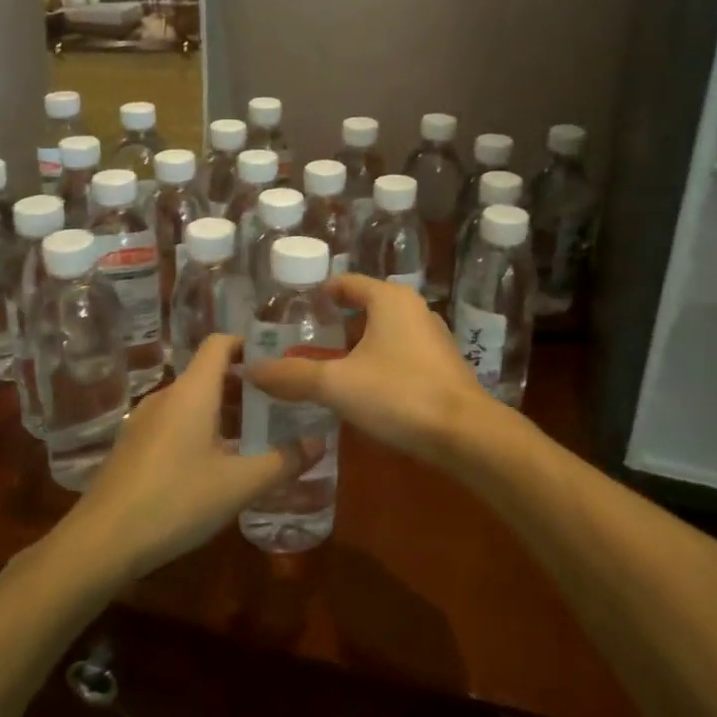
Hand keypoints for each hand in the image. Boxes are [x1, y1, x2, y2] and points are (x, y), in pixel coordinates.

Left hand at [69, 335, 305, 578]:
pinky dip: (201, 428)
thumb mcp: (238, 485)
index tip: (280, 361)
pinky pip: (175, 421)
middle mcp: (166, 396)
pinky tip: (215, 464)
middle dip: (245, 384)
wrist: (100, 543)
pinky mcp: (132, 446)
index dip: (250, 344)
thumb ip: (283, 462)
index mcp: (192, 392)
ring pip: (192, 400)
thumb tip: (319, 444)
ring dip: (224, 410)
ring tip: (254, 435)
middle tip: (280, 404)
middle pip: (209, 372)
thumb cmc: (175, 502)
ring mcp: (144, 421)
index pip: (220, 343)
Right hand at [244, 274, 490, 463]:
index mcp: (389, 299)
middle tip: (301, 344)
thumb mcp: (337, 384)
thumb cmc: (399, 394)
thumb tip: (250, 369)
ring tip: (324, 369)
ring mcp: (432, 338)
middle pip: (364, 309)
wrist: (466, 433)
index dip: (319, 293)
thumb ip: (293, 375)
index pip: (347, 283)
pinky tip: (360, 391)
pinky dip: (376, 365)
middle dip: (334, 326)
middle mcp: (413, 310)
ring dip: (354, 349)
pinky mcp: (442, 366)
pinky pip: (399, 355)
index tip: (294, 309)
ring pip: (382, 335)